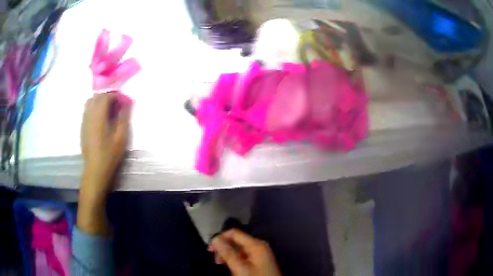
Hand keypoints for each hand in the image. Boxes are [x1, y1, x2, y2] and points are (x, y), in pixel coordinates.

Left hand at [80, 92, 131, 198]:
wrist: (95, 170)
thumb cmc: (109, 155)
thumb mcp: (121, 137)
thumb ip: (124, 117)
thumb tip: (127, 102)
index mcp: (99, 116)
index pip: (106, 96)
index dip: (116, 95)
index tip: (124, 101)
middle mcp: (89, 115)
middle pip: (97, 96)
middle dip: (108, 96)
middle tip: (117, 104)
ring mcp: (84, 121)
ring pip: (90, 101)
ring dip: (100, 101)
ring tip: (108, 109)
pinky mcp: (82, 127)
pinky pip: (87, 110)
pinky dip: (94, 107)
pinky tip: (101, 118)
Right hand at [209, 229, 281, 275]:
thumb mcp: (240, 268)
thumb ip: (228, 253)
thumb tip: (215, 239)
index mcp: (256, 245)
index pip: (234, 233)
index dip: (220, 238)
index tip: (210, 249)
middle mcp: (259, 246)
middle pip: (236, 241)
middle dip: (224, 249)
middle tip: (216, 261)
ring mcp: (260, 254)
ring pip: (239, 249)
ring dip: (228, 255)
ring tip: (222, 265)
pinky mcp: (259, 261)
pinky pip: (244, 256)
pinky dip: (235, 260)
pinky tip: (232, 268)